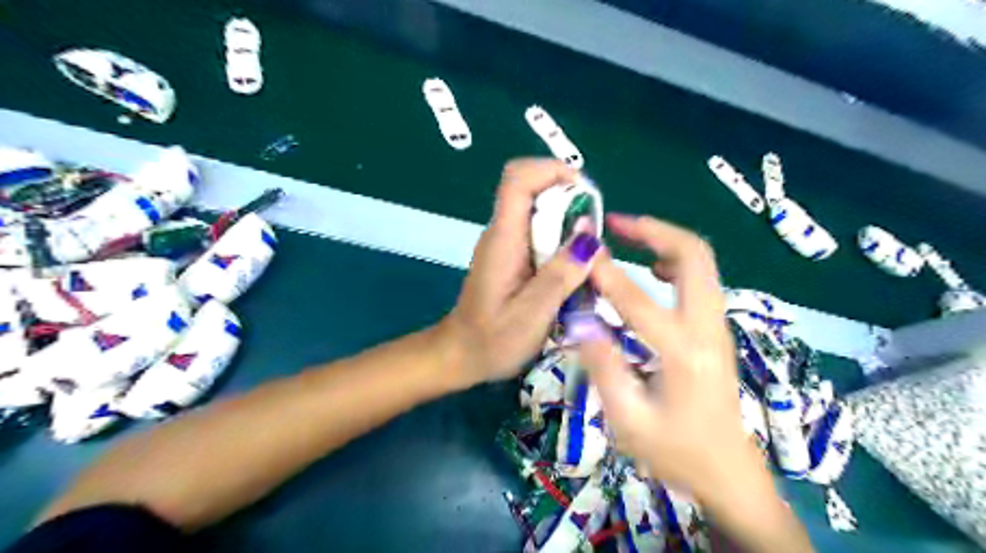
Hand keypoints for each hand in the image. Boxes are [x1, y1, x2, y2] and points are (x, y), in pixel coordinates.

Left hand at [438, 161, 605, 389]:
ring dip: (568, 224)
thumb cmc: (493, 340)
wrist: (461, 356)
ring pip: (539, 213)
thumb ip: (561, 273)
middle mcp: (502, 233)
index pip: (518, 179)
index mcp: (503, 239)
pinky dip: (561, 242)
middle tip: (594, 236)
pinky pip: (539, 234)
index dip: (551, 170)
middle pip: (533, 190)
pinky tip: (573, 270)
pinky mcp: (511, 258)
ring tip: (589, 257)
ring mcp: (505, 244)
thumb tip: (589, 233)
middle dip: (569, 200)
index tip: (585, 192)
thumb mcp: (532, 313)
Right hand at [574, 213, 773, 504]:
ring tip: (628, 237)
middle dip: (655, 230)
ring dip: (666, 241)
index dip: (605, 271)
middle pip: (695, 256)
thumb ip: (603, 366)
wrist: (728, 472)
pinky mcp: (717, 330)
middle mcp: (708, 328)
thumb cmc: (675, 452)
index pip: (638, 299)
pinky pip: (701, 279)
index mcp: (683, 352)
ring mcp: (718, 326)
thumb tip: (581, 319)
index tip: (581, 250)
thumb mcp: (628, 421)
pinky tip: (651, 269)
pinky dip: (676, 260)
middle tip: (616, 223)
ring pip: (702, 263)